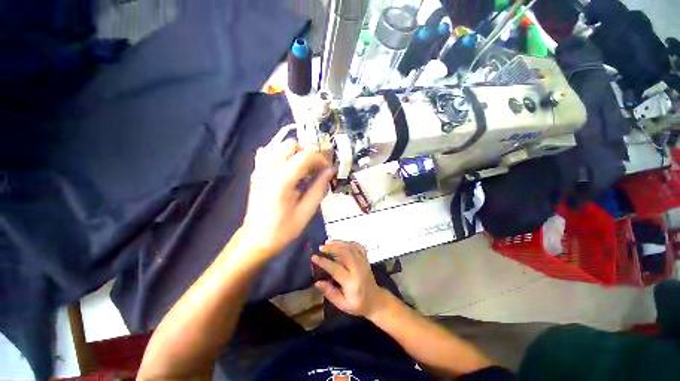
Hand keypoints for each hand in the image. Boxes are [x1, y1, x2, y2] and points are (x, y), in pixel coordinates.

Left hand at [241, 139, 335, 256]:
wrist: (256, 239)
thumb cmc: (283, 229)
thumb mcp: (307, 211)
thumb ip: (319, 188)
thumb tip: (331, 171)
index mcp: (281, 181)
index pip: (305, 156)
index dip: (320, 159)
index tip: (328, 169)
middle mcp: (268, 169)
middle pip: (291, 144)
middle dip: (307, 153)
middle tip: (316, 168)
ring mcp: (260, 169)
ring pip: (280, 145)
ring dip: (296, 152)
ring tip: (304, 168)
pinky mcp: (256, 172)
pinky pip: (269, 152)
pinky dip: (282, 155)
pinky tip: (288, 168)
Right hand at [312, 241, 389, 318]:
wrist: (376, 301)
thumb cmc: (358, 304)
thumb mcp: (343, 304)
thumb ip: (330, 293)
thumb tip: (317, 282)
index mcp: (351, 282)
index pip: (336, 268)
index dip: (324, 262)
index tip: (314, 257)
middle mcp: (358, 269)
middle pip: (345, 253)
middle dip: (332, 248)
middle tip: (321, 247)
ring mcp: (363, 262)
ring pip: (351, 248)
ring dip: (339, 243)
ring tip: (328, 242)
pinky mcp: (366, 259)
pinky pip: (359, 247)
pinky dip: (350, 242)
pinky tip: (342, 243)